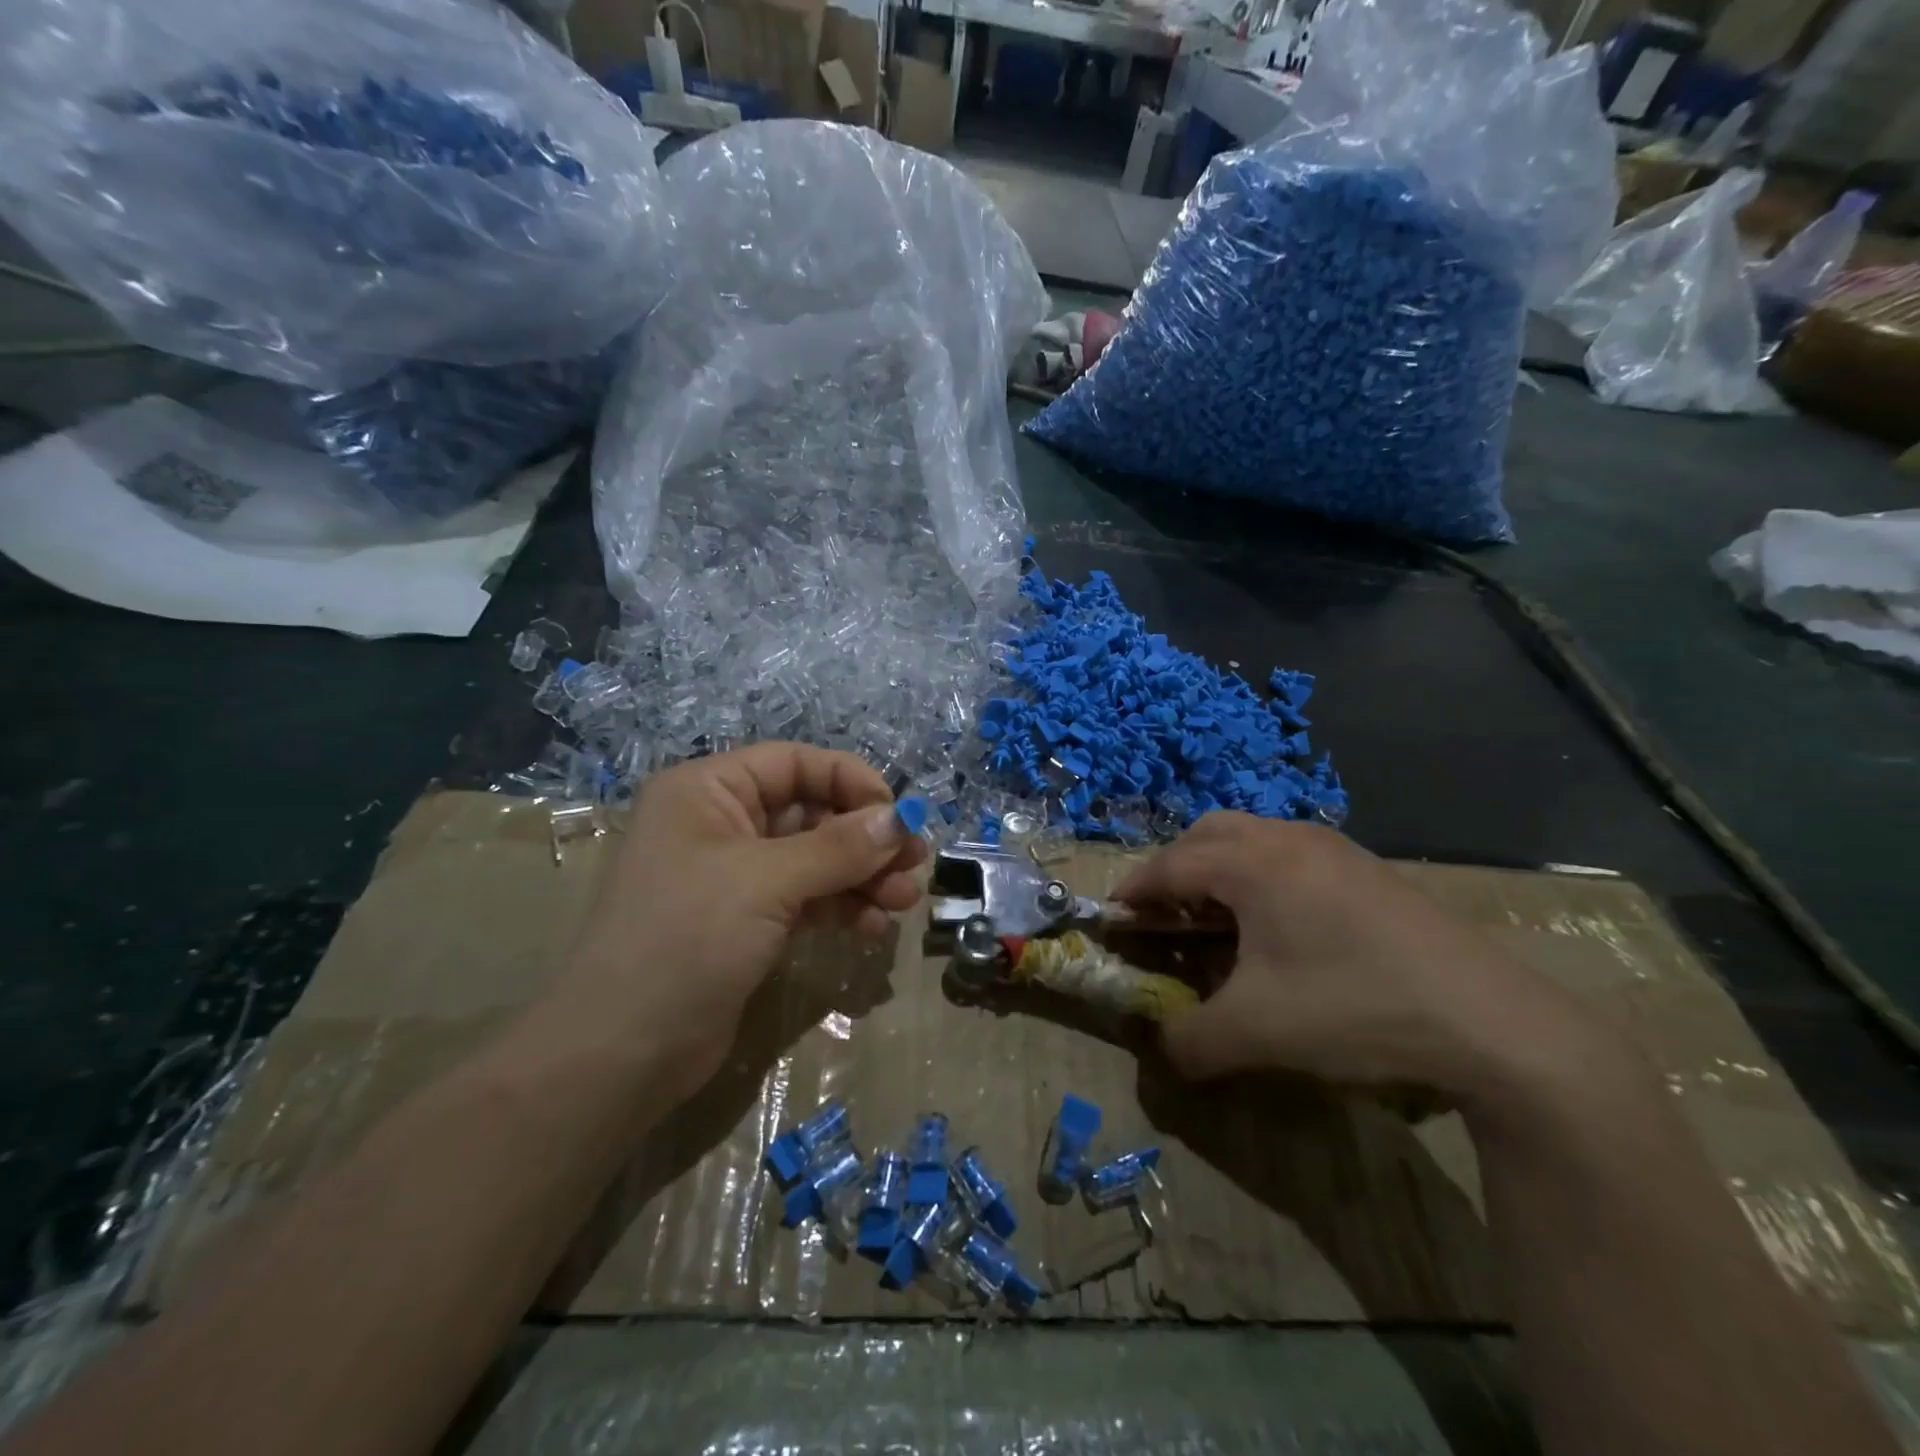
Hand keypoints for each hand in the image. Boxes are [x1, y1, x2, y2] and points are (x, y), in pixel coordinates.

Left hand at [551, 743, 924, 1100]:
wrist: (621, 1054)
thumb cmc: (686, 941)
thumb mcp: (766, 882)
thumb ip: (838, 847)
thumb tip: (901, 818)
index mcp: (708, 791)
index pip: (795, 764)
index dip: (851, 782)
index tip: (898, 816)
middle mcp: (721, 823)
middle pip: (811, 812)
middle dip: (865, 837)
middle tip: (915, 862)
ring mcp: (735, 875)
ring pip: (815, 858)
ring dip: (862, 875)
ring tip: (903, 900)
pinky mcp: (747, 920)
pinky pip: (807, 897)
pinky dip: (842, 906)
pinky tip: (872, 926)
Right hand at [1116, 813, 1611, 1106]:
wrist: (1493, 1022)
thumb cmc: (1354, 1009)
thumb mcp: (1255, 1033)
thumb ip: (1188, 1040)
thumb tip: (1160, 1048)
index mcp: (1252, 863)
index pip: (1170, 866)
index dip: (1134, 891)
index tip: (1113, 918)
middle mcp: (1288, 840)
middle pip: (1207, 834)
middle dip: (1174, 868)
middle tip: (1164, 914)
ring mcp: (1334, 849)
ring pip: (1253, 837)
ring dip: (1219, 867)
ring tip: (1217, 919)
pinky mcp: (1367, 870)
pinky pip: (1290, 854)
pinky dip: (1260, 876)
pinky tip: (1278, 927)